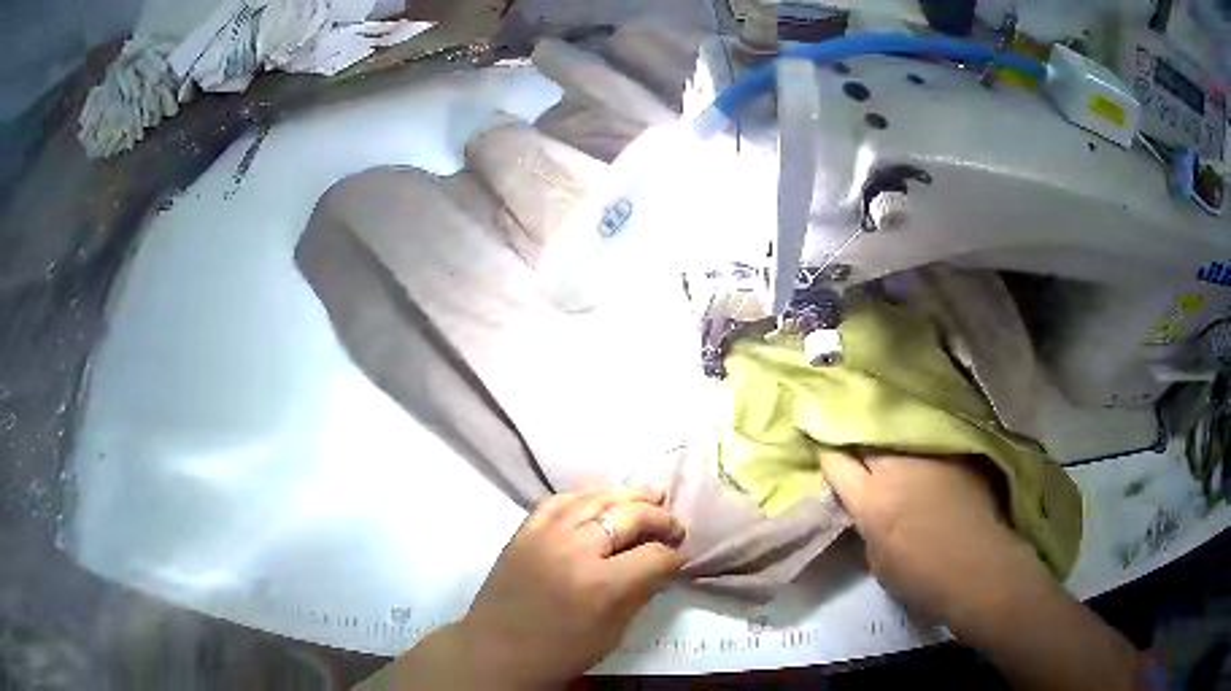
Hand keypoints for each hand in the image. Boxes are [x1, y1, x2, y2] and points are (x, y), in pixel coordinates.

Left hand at [387, 487, 684, 689]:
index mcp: (602, 585)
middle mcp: (576, 549)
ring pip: (595, 498)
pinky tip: (600, 498)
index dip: (675, 556)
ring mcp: (546, 534)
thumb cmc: (560, 651)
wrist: (498, 650)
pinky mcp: (525, 530)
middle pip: (629, 516)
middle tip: (674, 527)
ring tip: (651, 495)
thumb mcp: (612, 633)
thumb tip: (663, 566)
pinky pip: (559, 500)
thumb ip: (640, 593)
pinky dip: (585, 495)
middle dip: (660, 519)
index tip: (682, 557)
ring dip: (628, 495)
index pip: (654, 556)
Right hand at [817, 452, 1051, 626]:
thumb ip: (868, 526)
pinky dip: (920, 439)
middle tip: (850, 430)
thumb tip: (867, 509)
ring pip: (899, 431)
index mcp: (870, 499)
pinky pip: (929, 438)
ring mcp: (930, 455)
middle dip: (856, 432)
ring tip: (884, 428)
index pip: (836, 462)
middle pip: (867, 436)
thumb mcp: (878, 560)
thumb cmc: (923, 578)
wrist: (979, 568)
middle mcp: (897, 467)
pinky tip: (920, 442)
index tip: (819, 441)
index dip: (825, 450)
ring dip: (889, 432)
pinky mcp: (956, 452)